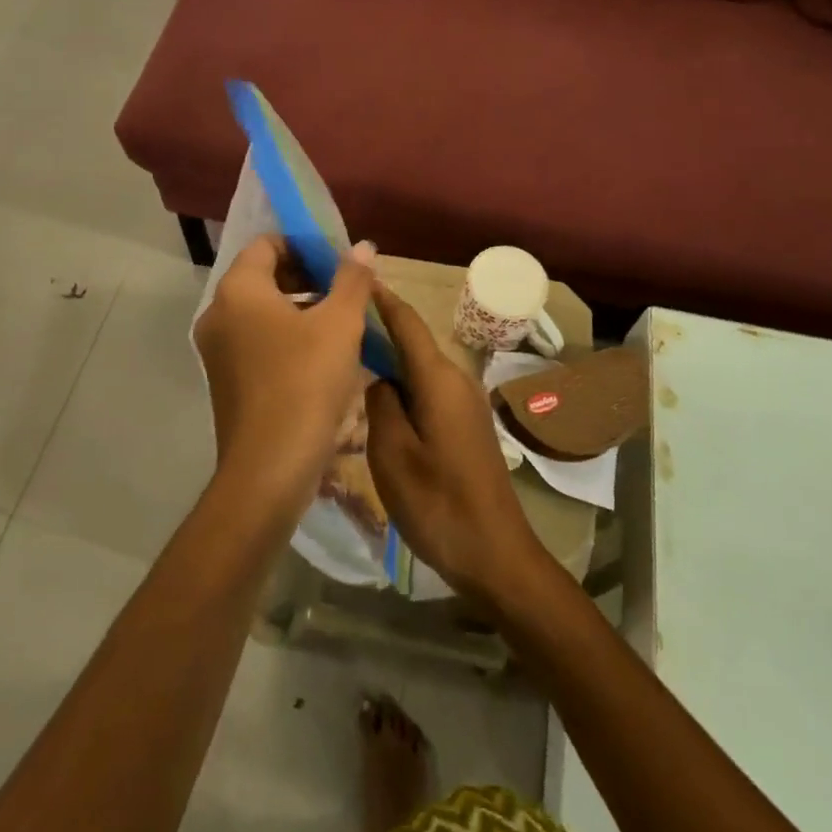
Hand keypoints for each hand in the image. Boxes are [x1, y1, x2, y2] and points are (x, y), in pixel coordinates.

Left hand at [193, 236, 376, 515]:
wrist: (268, 468)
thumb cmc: (305, 383)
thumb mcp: (340, 325)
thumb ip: (352, 279)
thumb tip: (362, 247)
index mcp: (238, 290)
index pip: (267, 245)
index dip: (305, 246)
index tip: (339, 261)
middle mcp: (218, 313)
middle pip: (262, 276)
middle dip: (306, 276)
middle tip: (345, 290)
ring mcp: (216, 349)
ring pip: (260, 311)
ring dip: (298, 307)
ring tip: (339, 321)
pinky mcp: (224, 378)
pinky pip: (255, 340)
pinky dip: (284, 335)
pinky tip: (320, 354)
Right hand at [365, 284, 547, 605]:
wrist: (496, 554)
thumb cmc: (438, 504)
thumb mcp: (392, 454)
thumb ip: (379, 403)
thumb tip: (378, 378)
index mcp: (438, 379)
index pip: (406, 323)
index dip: (381, 298)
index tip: (354, 277)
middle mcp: (456, 380)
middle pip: (412, 343)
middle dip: (377, 330)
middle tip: (335, 328)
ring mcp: (465, 403)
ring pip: (418, 370)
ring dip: (388, 362)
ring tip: (347, 362)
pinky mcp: (466, 425)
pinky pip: (428, 391)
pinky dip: (402, 386)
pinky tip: (378, 404)